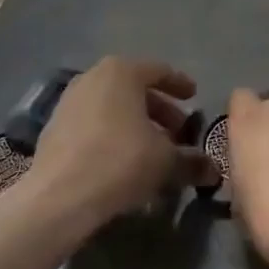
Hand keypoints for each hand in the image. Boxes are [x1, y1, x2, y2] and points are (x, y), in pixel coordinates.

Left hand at [10, 57, 216, 238]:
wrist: (58, 196)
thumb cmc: (119, 162)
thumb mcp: (165, 161)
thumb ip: (191, 161)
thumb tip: (213, 169)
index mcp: (122, 71)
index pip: (159, 71)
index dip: (180, 85)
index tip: (195, 97)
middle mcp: (94, 76)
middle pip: (135, 88)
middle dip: (160, 110)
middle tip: (179, 133)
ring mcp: (70, 100)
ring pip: (113, 106)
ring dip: (136, 124)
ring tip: (153, 150)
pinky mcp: (55, 126)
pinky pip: (94, 122)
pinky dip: (112, 133)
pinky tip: (123, 160)